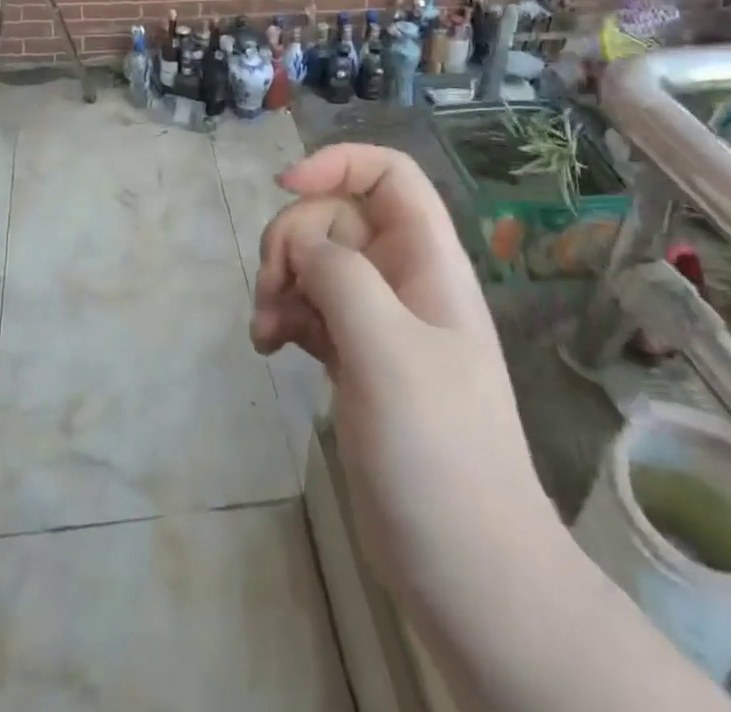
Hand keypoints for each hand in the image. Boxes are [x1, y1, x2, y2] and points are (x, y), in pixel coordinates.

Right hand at [250, 144, 556, 606]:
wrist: (467, 567)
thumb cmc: (439, 450)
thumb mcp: (388, 351)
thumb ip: (342, 277)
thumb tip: (303, 243)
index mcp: (428, 260)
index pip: (388, 175)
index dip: (337, 163)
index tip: (283, 186)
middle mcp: (403, 278)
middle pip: (336, 216)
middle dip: (292, 239)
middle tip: (271, 289)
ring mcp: (378, 319)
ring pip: (316, 262)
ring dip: (280, 281)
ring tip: (263, 330)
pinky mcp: (355, 356)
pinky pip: (310, 308)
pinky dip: (284, 315)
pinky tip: (268, 347)